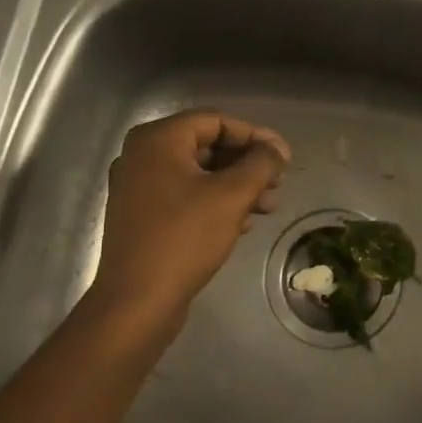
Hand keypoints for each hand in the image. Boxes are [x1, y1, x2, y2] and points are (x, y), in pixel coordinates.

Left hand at [86, 111, 290, 324]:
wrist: (137, 301)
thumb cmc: (185, 238)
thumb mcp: (232, 195)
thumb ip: (260, 164)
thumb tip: (277, 148)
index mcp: (158, 140)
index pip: (216, 121)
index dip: (255, 136)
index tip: (284, 157)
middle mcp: (142, 156)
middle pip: (207, 146)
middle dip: (247, 164)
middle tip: (278, 183)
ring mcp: (138, 188)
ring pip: (198, 174)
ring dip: (236, 186)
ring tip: (268, 207)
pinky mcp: (142, 217)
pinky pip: (185, 196)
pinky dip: (215, 203)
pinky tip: (242, 223)